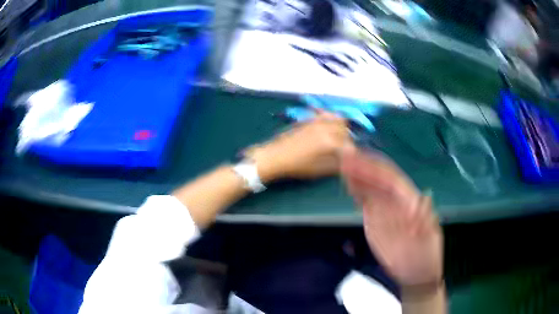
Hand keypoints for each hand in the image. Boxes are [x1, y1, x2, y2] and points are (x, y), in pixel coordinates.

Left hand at [245, 111, 349, 181]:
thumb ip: (337, 164)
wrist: (276, 156)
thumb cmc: (298, 166)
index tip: (349, 160)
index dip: (351, 155)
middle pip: (346, 131)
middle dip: (347, 141)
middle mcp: (327, 128)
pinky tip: (329, 126)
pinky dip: (331, 118)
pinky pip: (326, 114)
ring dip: (342, 128)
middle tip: (343, 150)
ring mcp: (318, 121)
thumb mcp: (320, 169)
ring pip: (338, 119)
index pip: (350, 147)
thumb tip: (347, 160)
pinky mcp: (310, 119)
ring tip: (338, 138)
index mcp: (331, 142)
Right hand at [341, 146, 442, 287]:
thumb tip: (424, 198)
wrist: (417, 272)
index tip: (359, 161)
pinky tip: (349, 185)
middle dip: (363, 167)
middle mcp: (397, 201)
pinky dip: (357, 191)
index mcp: (411, 202)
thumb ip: (426, 220)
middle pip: (379, 179)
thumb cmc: (426, 256)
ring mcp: (386, 210)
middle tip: (345, 158)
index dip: (375, 169)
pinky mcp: (377, 220)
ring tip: (343, 166)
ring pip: (371, 187)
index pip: (392, 180)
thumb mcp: (430, 240)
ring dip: (357, 175)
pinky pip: (366, 201)